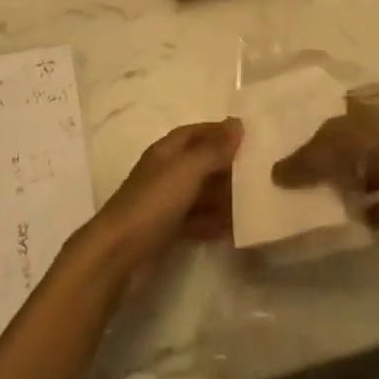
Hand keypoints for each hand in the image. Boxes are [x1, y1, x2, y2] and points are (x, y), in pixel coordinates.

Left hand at [84, 119, 239, 281]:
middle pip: (200, 162)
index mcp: (166, 152)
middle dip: (227, 166)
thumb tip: (237, 124)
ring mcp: (165, 203)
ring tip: (253, 202)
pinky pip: (197, 220)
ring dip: (224, 196)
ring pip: (200, 193)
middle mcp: (165, 173)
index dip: (219, 131)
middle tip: (259, 172)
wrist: (118, 254)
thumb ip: (213, 148)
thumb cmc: (154, 203)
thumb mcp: (187, 170)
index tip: (249, 136)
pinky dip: (214, 222)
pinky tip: (235, 229)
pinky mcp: (167, 230)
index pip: (195, 132)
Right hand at [271, 87, 378, 224]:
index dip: (309, 130)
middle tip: (293, 183)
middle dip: (325, 162)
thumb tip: (275, 174)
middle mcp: (377, 131)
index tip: (286, 149)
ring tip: (313, 208)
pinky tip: (346, 228)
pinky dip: (366, 215)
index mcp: (361, 109)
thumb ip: (306, 159)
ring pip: (363, 175)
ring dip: (346, 189)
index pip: (330, 116)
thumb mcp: (334, 144)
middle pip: (345, 147)